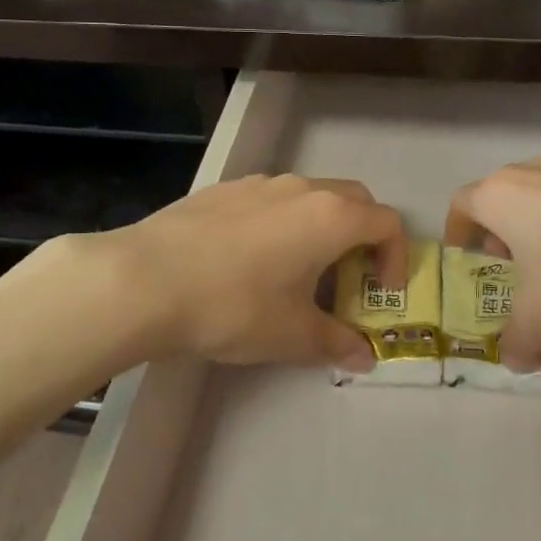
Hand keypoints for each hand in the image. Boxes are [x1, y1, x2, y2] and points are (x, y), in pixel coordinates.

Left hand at [65, 174, 406, 370]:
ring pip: (307, 197)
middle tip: (347, 278)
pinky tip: (248, 261)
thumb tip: (363, 357)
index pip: (386, 223)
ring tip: (296, 272)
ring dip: (318, 228)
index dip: (395, 258)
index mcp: (330, 217)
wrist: (145, 279)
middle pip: (352, 200)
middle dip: (362, 237)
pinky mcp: (222, 189)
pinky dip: (279, 224)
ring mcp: (258, 183)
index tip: (381, 292)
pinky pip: (268, 201)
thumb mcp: (292, 334)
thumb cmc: (234, 306)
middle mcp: (300, 188)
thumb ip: (336, 342)